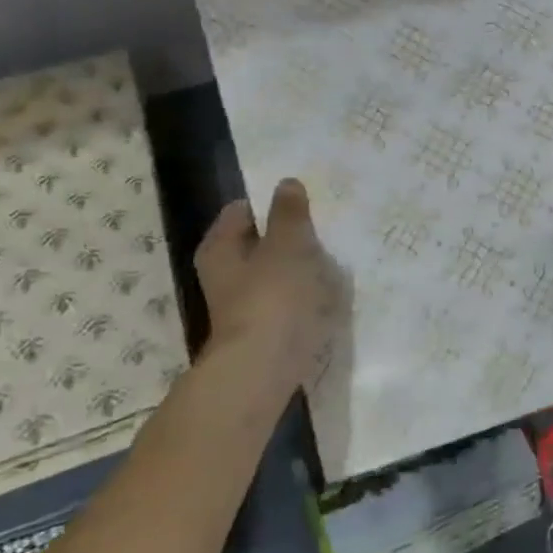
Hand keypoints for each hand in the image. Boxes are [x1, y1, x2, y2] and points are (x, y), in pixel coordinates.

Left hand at [194, 179, 341, 400]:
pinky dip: (304, 295)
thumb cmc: (274, 297)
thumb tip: (287, 183)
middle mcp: (224, 274)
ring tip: (332, 260)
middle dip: (287, 236)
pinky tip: (328, 295)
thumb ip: (289, 214)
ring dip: (298, 267)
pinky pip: (287, 300)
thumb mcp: (288, 245)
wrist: (265, 368)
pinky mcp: (263, 330)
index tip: (304, 203)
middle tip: (323, 229)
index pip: (241, 210)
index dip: (270, 203)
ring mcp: (243, 304)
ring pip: (273, 273)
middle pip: (257, 243)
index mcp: (220, 247)